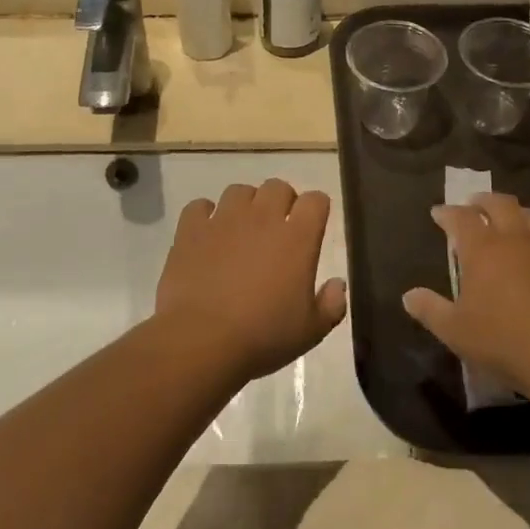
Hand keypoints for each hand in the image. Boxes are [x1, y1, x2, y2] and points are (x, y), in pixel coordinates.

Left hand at [156, 180, 347, 382]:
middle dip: (282, 201)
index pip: (316, 200)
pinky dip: (205, 215)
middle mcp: (263, 218)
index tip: (313, 226)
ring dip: (245, 205)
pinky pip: (200, 206)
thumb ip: (332, 304)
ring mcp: (224, 220)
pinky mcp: (191, 230)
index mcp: (298, 238)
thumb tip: (338, 284)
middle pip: (277, 187)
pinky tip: (207, 234)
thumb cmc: (263, 336)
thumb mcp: (311, 331)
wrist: (202, 341)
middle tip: (278, 229)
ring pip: (239, 191)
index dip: (316, 209)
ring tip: (242, 230)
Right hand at [403, 194, 529, 400]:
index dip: (448, 213)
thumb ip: (430, 310)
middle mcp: (517, 238)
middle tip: (475, 205)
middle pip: (500, 204)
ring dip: (519, 213)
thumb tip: (408, 296)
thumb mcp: (456, 331)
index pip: (461, 218)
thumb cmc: (505, 342)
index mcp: (483, 249)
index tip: (439, 213)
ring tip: (512, 221)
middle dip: (484, 201)